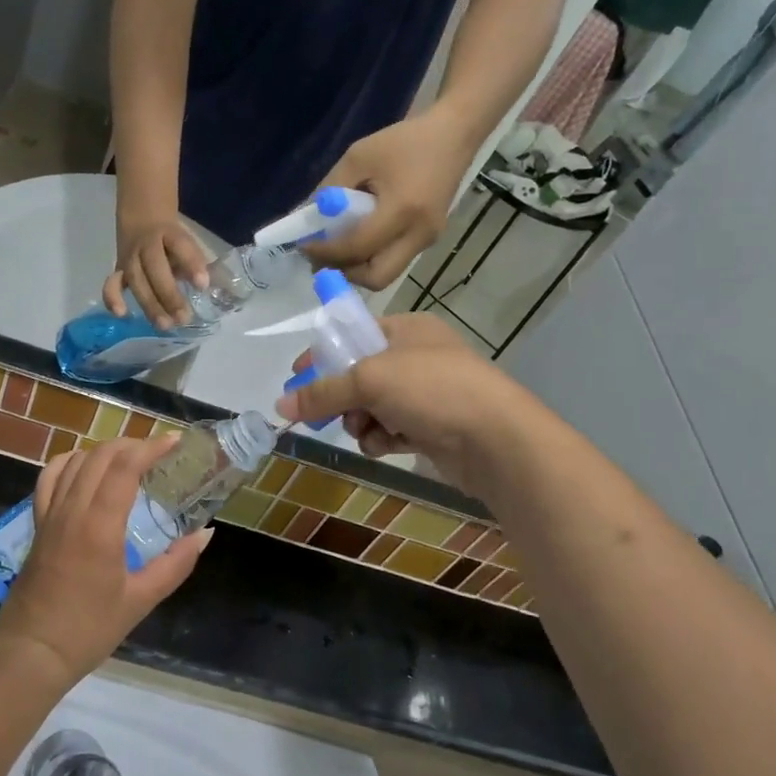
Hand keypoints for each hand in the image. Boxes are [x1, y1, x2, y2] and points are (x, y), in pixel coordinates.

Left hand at [0, 436, 212, 686]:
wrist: (31, 653)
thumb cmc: (89, 630)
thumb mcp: (141, 600)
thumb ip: (175, 564)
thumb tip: (205, 534)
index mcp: (99, 527)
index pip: (124, 467)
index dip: (151, 448)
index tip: (175, 442)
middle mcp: (72, 511)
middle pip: (100, 456)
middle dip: (132, 444)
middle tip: (159, 452)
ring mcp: (50, 515)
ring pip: (75, 461)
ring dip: (104, 450)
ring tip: (129, 458)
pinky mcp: (37, 524)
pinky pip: (49, 478)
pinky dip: (70, 462)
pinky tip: (85, 468)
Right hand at [104, 214, 208, 327]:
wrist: (141, 216)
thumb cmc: (170, 237)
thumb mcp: (185, 241)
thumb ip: (194, 262)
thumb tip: (209, 289)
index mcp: (169, 233)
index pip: (180, 245)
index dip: (191, 264)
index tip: (203, 285)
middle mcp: (146, 244)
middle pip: (155, 268)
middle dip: (169, 294)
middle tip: (184, 318)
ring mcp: (130, 257)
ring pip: (136, 280)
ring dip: (149, 304)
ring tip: (164, 325)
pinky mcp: (119, 269)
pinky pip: (112, 283)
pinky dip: (112, 298)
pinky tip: (121, 314)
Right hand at [275, 314, 529, 492]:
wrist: (496, 440)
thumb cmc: (433, 390)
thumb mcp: (369, 380)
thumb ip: (322, 392)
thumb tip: (279, 405)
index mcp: (407, 329)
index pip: (353, 333)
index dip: (323, 354)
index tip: (296, 376)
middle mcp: (417, 357)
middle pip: (359, 374)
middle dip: (343, 396)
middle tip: (327, 413)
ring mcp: (427, 394)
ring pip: (372, 406)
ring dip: (361, 421)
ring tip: (367, 430)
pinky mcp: (432, 428)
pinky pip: (390, 429)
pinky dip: (382, 438)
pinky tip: (386, 445)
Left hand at [306, 109, 477, 289]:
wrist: (454, 135)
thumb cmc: (404, 141)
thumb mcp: (358, 157)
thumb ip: (330, 188)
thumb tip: (308, 218)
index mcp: (402, 211)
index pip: (357, 247)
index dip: (326, 252)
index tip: (304, 245)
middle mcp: (419, 234)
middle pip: (377, 277)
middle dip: (345, 273)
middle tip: (323, 257)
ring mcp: (428, 240)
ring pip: (386, 274)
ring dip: (358, 268)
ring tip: (336, 250)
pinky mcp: (430, 239)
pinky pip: (395, 260)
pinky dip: (372, 258)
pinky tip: (357, 240)